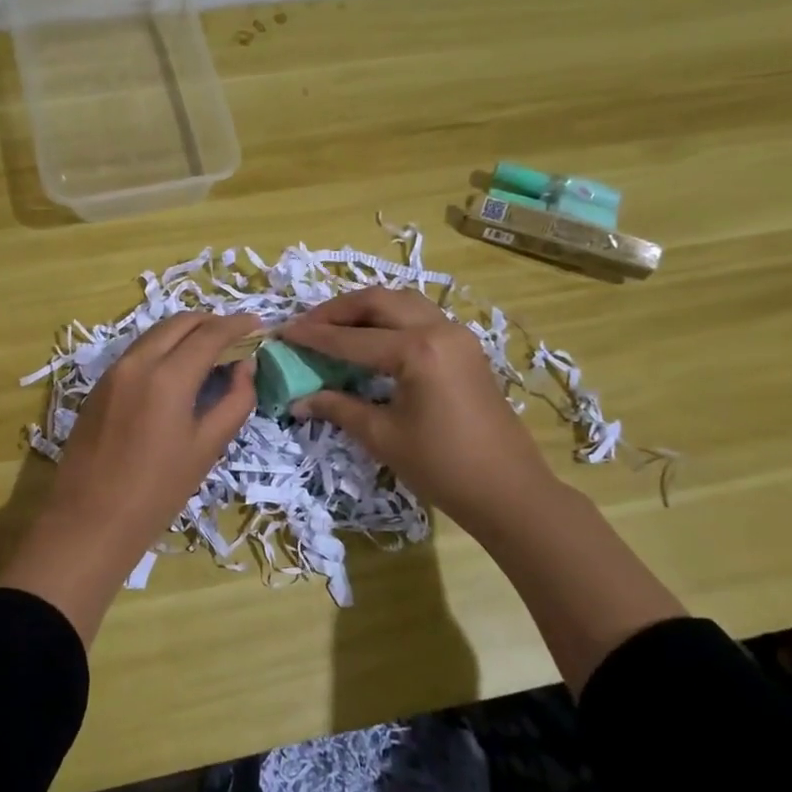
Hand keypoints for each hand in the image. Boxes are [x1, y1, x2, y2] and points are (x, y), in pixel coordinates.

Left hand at [0, 312, 258, 642]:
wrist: (91, 520)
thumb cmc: (158, 491)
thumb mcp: (207, 448)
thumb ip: (234, 401)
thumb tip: (244, 368)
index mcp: (168, 377)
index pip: (210, 334)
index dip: (238, 325)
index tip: (258, 325)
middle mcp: (137, 362)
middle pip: (179, 322)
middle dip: (211, 322)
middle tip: (236, 336)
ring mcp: (112, 372)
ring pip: (155, 334)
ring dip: (185, 333)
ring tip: (209, 351)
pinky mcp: (98, 386)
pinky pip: (137, 352)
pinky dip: (163, 349)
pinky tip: (176, 371)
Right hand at [282, 287, 552, 531]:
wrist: (508, 491)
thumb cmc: (442, 467)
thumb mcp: (382, 436)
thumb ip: (338, 408)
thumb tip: (298, 401)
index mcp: (417, 351)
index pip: (352, 338)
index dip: (313, 337)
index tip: (282, 333)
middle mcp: (438, 329)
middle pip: (378, 301)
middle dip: (337, 310)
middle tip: (306, 325)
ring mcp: (457, 335)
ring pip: (402, 303)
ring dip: (365, 309)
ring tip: (334, 327)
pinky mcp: (466, 348)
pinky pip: (420, 317)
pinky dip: (389, 319)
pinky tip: (371, 339)